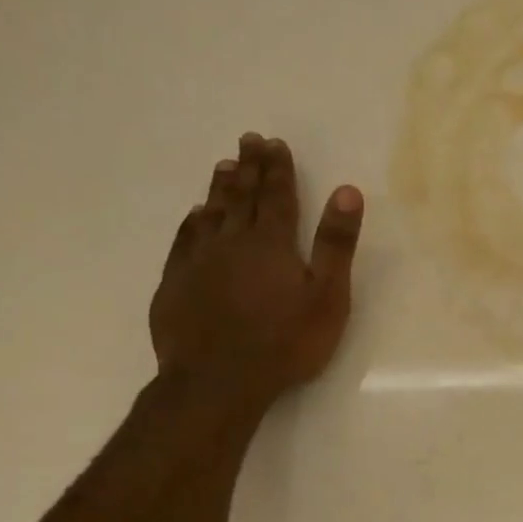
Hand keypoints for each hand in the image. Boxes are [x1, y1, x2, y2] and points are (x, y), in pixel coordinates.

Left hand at [149, 134, 363, 416]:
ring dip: (220, 188)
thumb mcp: (327, 296)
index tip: (275, 143)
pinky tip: (195, 215)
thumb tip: (347, 191)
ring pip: (210, 213)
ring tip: (224, 166)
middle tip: (249, 140)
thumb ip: (336, 244)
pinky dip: (192, 221)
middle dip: (249, 168)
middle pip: (242, 197)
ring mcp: (198, 261)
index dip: (278, 169)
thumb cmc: (285, 342)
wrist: (218, 381)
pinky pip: (184, 240)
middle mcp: (232, 242)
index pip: (277, 196)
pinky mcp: (175, 283)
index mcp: (272, 244)